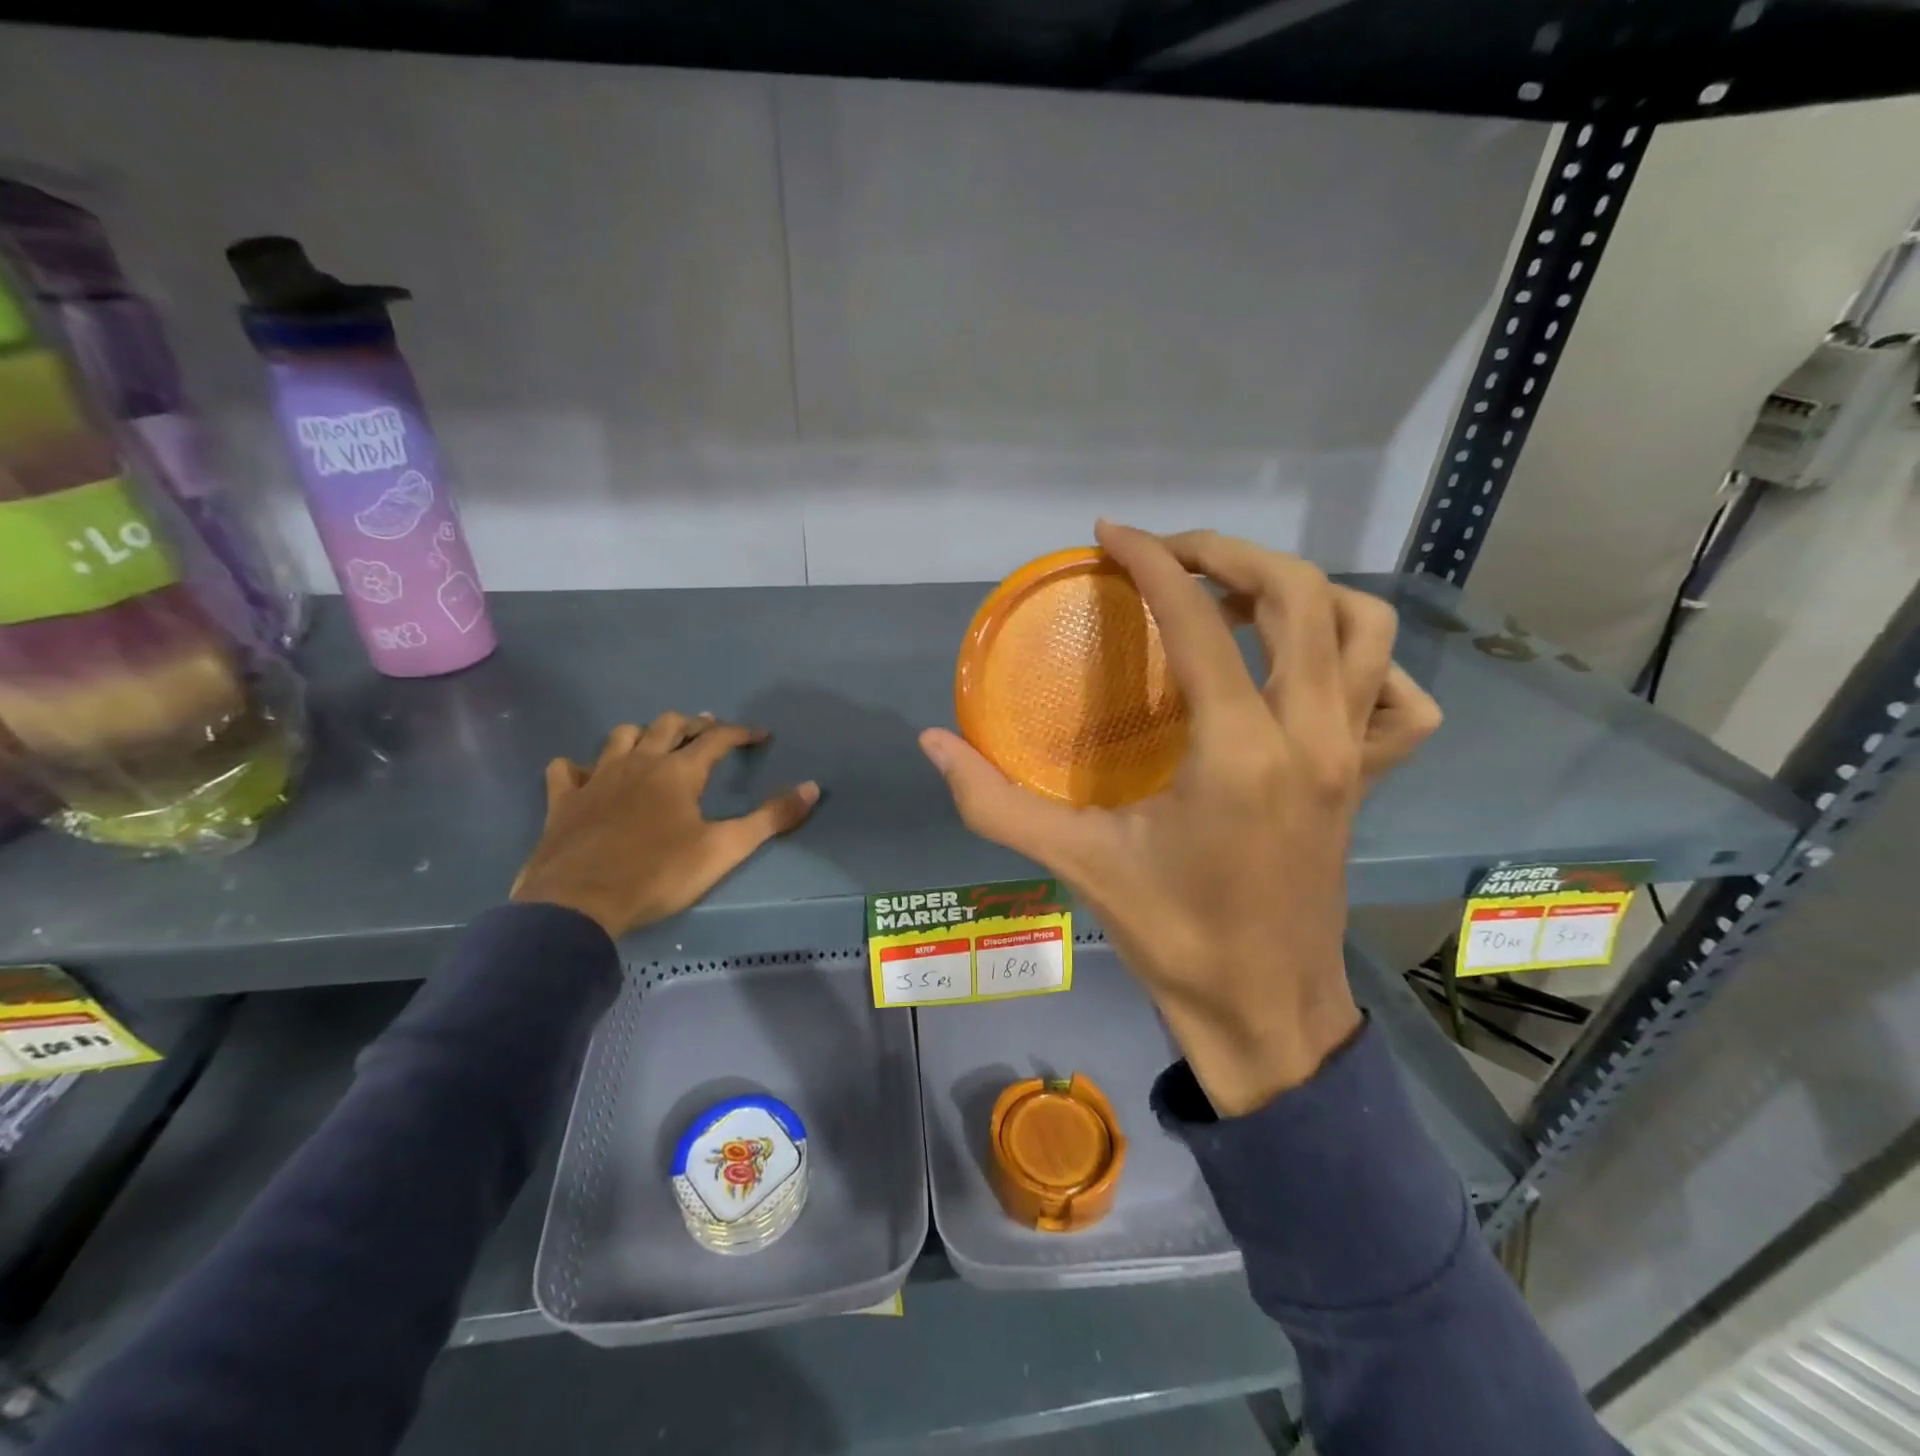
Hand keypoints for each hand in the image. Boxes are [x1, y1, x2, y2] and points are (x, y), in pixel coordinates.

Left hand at [512, 714, 819, 939]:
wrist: (579, 902)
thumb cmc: (659, 874)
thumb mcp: (724, 849)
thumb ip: (771, 818)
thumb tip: (812, 787)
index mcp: (679, 772)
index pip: (717, 739)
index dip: (742, 733)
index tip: (761, 735)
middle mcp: (639, 763)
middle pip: (668, 725)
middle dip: (693, 724)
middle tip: (708, 731)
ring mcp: (597, 778)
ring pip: (620, 736)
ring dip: (642, 734)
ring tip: (655, 745)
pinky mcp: (564, 800)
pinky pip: (567, 768)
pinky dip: (580, 766)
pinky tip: (587, 774)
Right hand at [921, 524, 1440, 1115]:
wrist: (1265, 1009)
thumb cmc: (1174, 937)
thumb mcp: (1078, 864)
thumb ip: (995, 802)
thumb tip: (932, 743)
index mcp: (1239, 751)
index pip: (1199, 622)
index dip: (1152, 562)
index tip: (1111, 536)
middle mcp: (1312, 735)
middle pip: (1299, 595)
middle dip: (1228, 553)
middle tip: (1168, 556)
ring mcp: (1353, 756)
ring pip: (1364, 628)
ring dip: (1302, 591)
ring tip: (1237, 599)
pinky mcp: (1370, 780)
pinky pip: (1401, 698)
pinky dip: (1367, 663)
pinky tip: (1313, 672)